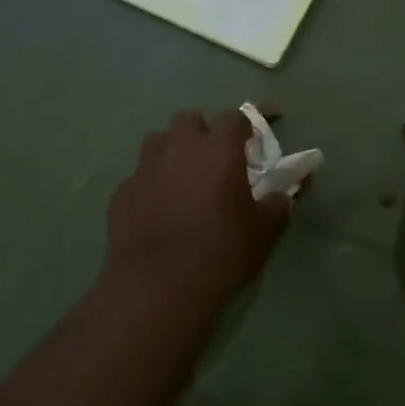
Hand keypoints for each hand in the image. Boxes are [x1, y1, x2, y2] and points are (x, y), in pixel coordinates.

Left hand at [105, 110, 288, 304]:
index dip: (246, 127)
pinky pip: (140, 175)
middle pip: (190, 119)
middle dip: (203, 133)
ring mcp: (146, 167)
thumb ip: (276, 205)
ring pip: (159, 141)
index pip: (235, 117)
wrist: (158, 288)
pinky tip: (157, 208)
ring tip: (183, 178)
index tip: (253, 142)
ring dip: (173, 151)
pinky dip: (151, 183)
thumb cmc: (220, 252)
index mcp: (219, 149)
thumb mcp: (263, 231)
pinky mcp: (122, 192)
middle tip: (215, 160)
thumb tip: (282, 195)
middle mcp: (180, 147)